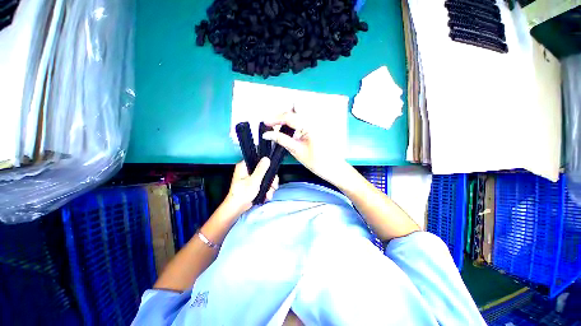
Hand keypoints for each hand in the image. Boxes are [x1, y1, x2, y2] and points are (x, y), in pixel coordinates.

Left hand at [224, 158, 278, 215]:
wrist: (237, 208)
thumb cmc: (242, 194)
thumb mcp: (254, 181)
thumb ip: (261, 169)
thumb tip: (266, 158)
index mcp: (244, 166)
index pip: (258, 161)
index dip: (267, 166)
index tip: (272, 173)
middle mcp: (248, 170)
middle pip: (264, 170)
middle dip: (270, 180)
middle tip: (273, 186)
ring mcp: (251, 178)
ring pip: (265, 178)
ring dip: (269, 187)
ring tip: (269, 195)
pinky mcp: (254, 185)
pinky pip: (263, 184)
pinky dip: (266, 190)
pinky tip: (267, 196)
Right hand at [263, 111, 346, 183]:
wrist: (333, 168)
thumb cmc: (318, 162)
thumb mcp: (297, 151)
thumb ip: (281, 139)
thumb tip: (267, 134)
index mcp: (310, 125)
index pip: (288, 116)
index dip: (275, 119)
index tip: (265, 123)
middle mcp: (314, 119)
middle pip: (294, 109)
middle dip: (281, 114)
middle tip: (272, 124)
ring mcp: (317, 122)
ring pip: (299, 112)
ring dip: (287, 117)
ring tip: (278, 127)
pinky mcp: (318, 126)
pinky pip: (304, 119)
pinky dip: (294, 122)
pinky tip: (289, 130)